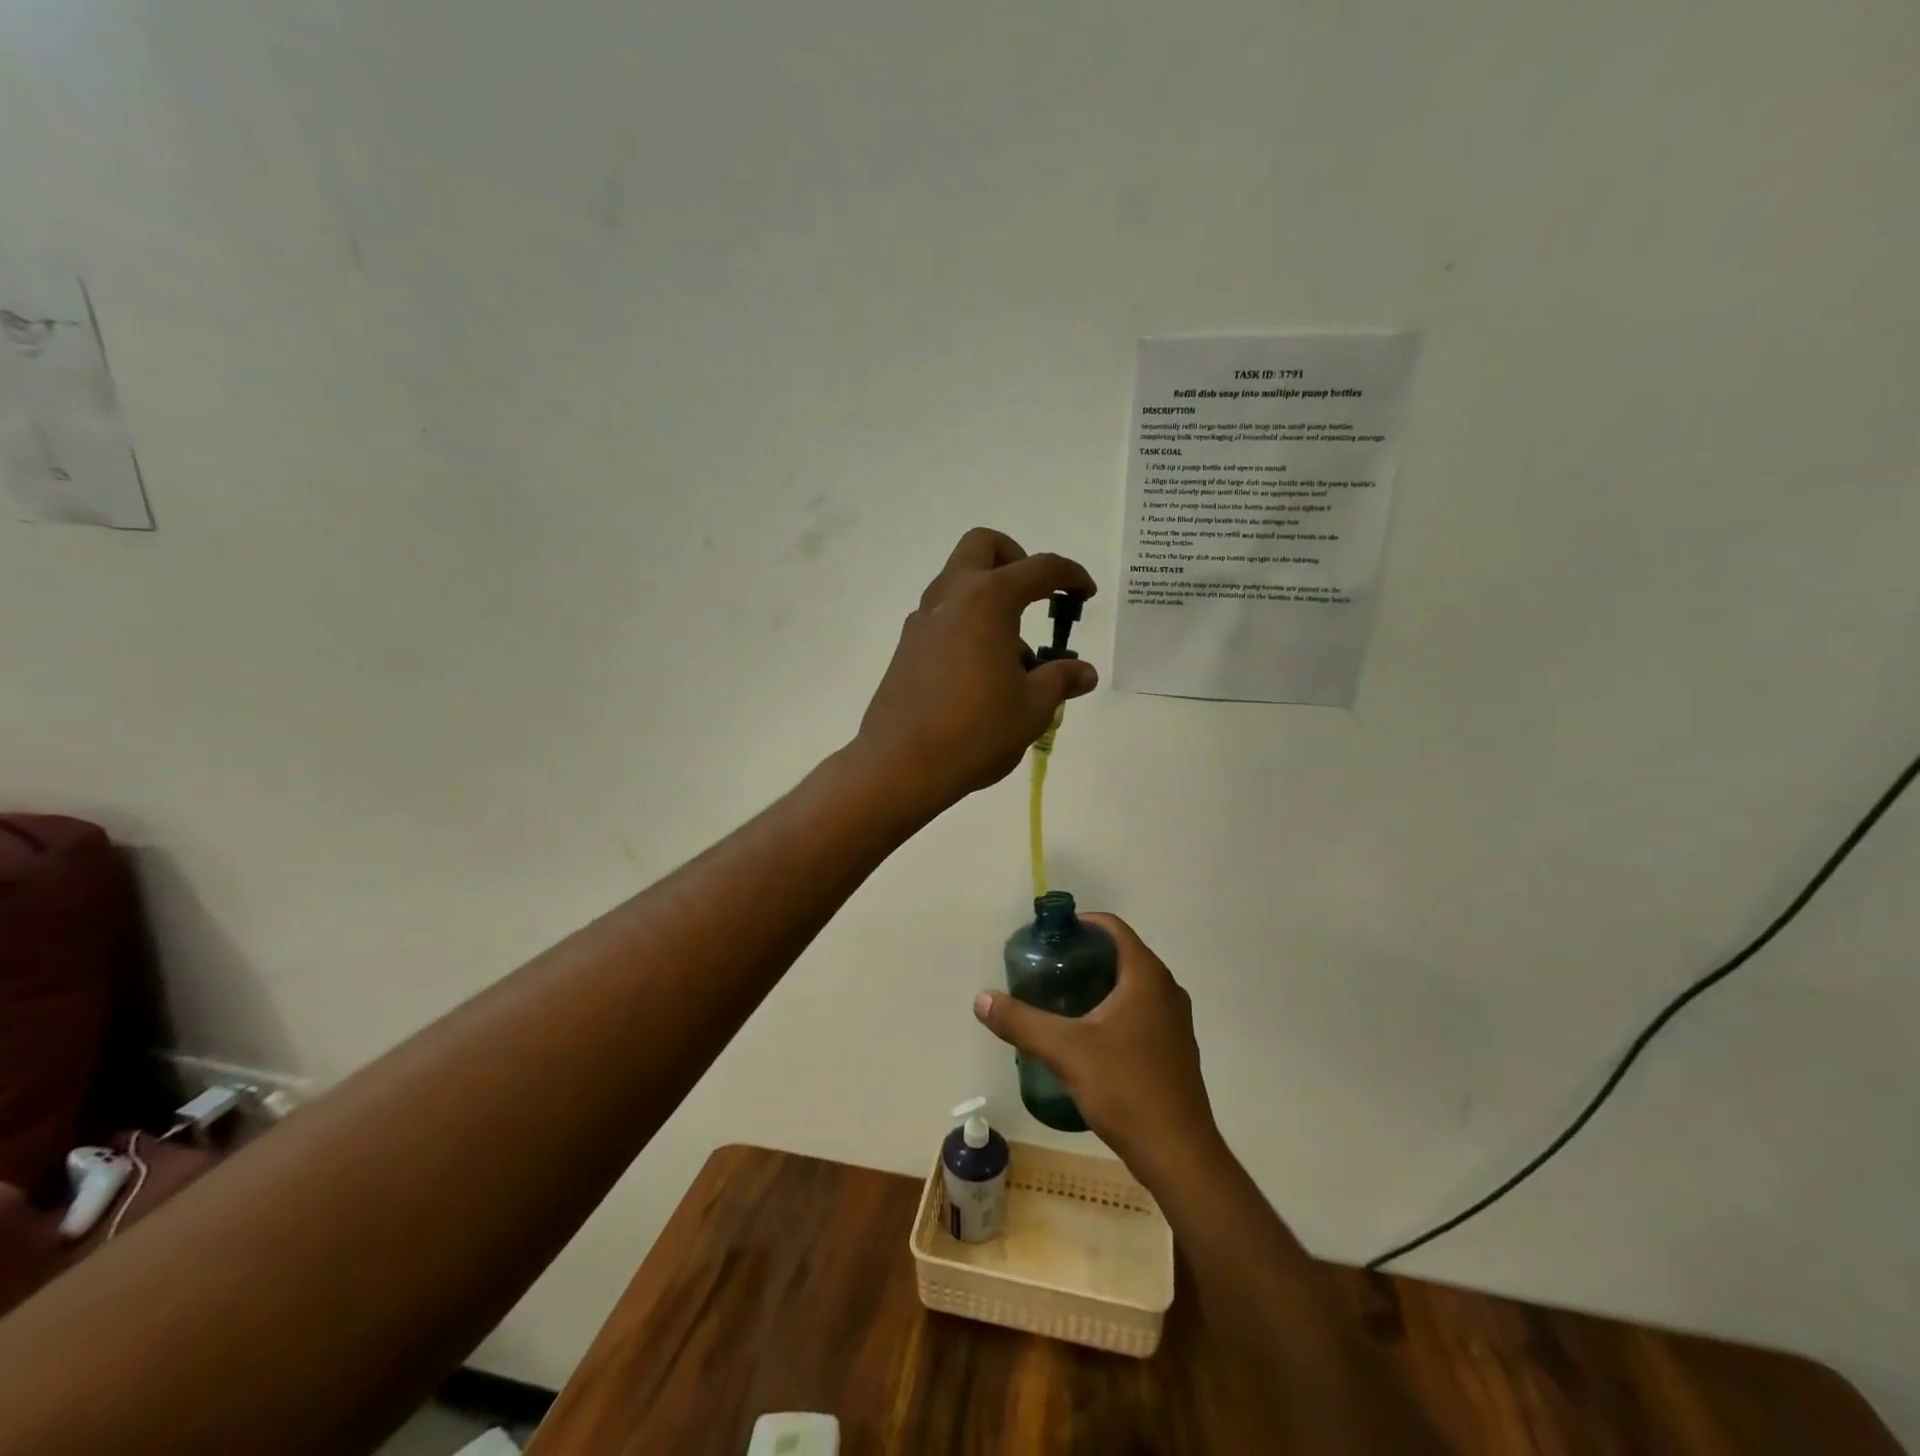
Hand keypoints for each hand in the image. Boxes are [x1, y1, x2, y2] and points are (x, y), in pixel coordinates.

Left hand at [856, 528, 1097, 810]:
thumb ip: (1060, 680)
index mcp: (988, 600)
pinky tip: (981, 675)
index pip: (1039, 568)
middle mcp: (951, 597)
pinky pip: (944, 617)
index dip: (1070, 575)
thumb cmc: (976, 731)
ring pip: (959, 583)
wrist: (901, 765)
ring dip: (991, 600)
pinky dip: (968, 625)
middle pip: (983, 546)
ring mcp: (923, 620)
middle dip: (1015, 558)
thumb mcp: (1032, 708)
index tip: (1085, 594)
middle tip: (1035, 596)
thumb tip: (1084, 672)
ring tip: (1014, 661)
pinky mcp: (906, 646)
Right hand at [973, 914, 1221, 1187]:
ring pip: (1133, 986)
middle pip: (1122, 954)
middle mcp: (1167, 990)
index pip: (1113, 928)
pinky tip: (1088, 1036)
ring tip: (1061, 1000)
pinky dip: (1114, 1009)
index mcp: (1146, 976)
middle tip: (1047, 969)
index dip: (1081, 924)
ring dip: (1099, 984)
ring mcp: (1176, 1021)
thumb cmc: (1126, 1088)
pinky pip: (1141, 1011)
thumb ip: (1021, 1021)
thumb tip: (981, 998)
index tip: (1050, 937)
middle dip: (1084, 956)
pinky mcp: (1175, 1049)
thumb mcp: (1065, 1051)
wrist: (1179, 1154)